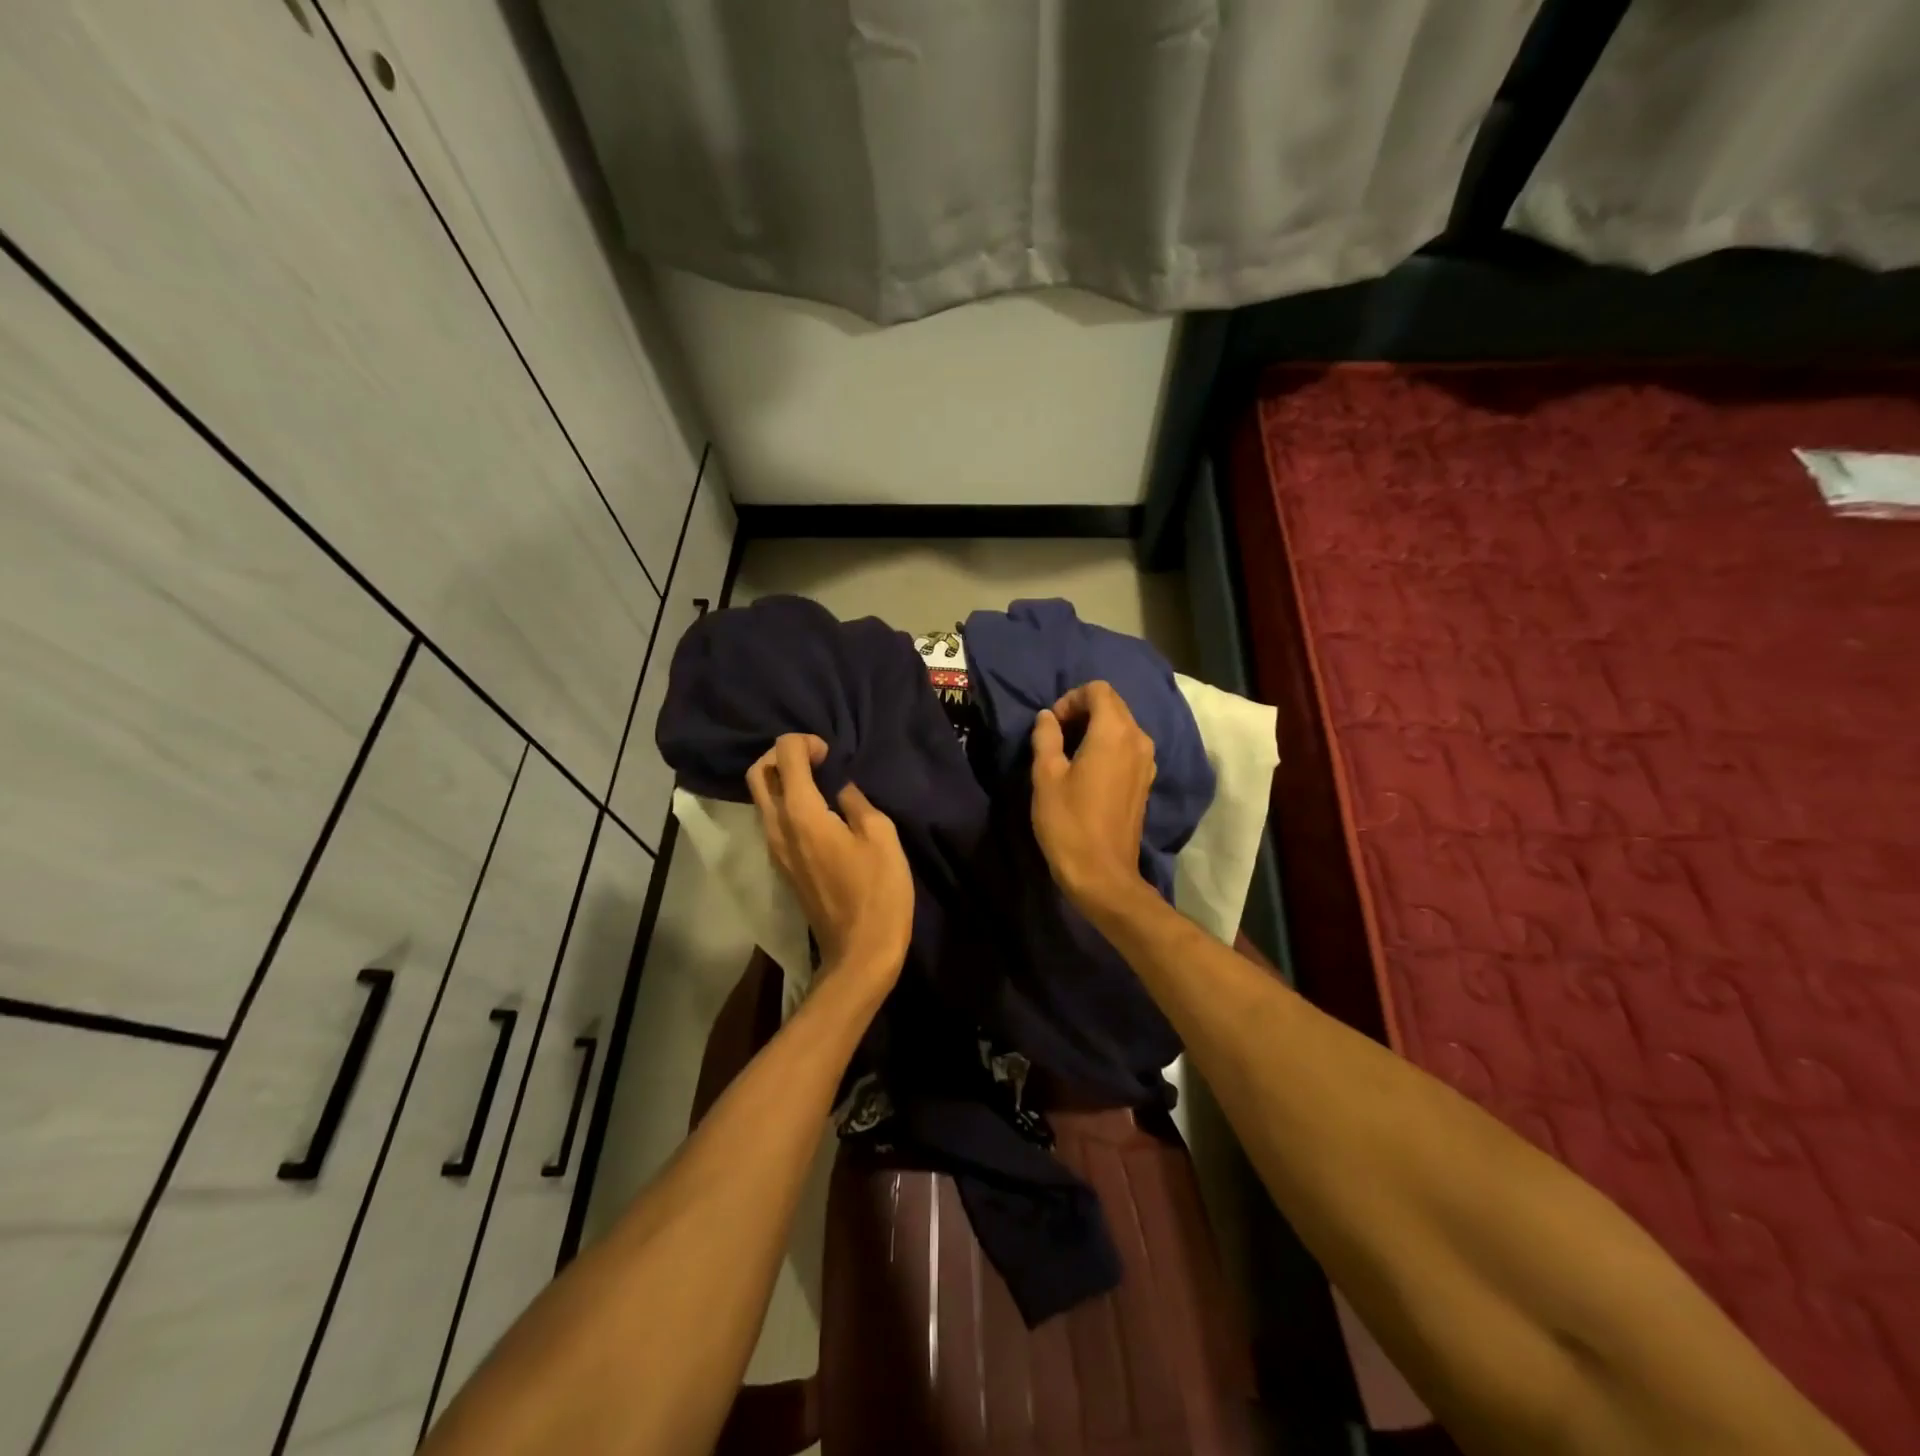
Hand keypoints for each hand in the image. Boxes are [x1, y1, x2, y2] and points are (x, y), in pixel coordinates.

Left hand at [746, 734, 911, 999]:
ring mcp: (774, 849)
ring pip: (761, 798)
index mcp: (802, 814)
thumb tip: (840, 787)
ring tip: (819, 782)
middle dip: (781, 755)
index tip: (831, 754)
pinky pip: (771, 820)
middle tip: (817, 759)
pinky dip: (785, 803)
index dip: (805, 742)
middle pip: (757, 773)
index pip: (785, 756)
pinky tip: (818, 810)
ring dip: (781, 779)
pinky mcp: (781, 866)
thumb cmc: (877, 891)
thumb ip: (856, 801)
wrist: (860, 950)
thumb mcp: (881, 836)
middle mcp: (777, 827)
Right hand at [1030, 681, 1155, 915]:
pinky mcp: (1146, 781)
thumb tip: (1047, 717)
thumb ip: (1046, 738)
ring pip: (1121, 726)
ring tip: (1068, 754)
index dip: (1070, 699)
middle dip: (1082, 711)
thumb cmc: (1069, 823)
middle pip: (1112, 705)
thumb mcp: (1046, 777)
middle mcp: (1138, 739)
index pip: (1098, 690)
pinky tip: (1087, 771)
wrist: (1103, 874)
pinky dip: (1107, 747)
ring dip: (1094, 729)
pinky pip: (1127, 747)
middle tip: (1055, 737)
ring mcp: (1147, 761)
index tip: (1051, 725)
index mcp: (1114, 732)